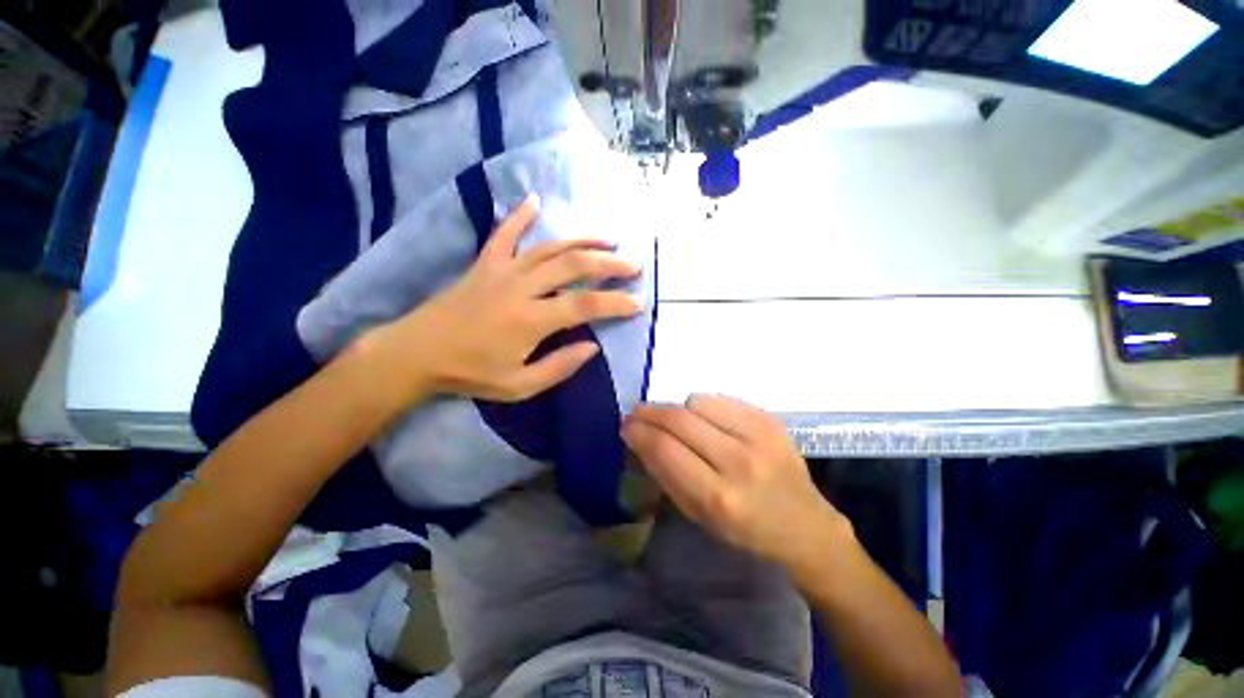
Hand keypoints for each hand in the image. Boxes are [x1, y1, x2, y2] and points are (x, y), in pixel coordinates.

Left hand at [366, 194, 642, 403]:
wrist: (417, 353)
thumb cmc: (470, 373)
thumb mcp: (519, 386)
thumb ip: (559, 366)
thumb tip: (592, 346)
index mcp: (531, 320)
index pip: (585, 306)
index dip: (616, 303)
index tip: (639, 302)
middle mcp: (521, 287)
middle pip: (574, 267)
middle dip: (609, 264)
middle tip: (633, 264)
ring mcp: (502, 270)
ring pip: (550, 247)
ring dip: (582, 241)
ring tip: (608, 241)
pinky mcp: (484, 263)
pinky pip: (505, 234)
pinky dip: (520, 215)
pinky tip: (535, 200)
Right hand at [622, 395, 851, 569]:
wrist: (805, 525)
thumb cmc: (745, 530)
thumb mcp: (698, 516)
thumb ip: (666, 475)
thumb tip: (640, 439)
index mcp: (718, 497)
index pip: (665, 449)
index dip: (639, 432)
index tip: (626, 426)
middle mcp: (739, 462)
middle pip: (679, 419)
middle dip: (650, 412)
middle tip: (637, 413)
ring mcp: (759, 436)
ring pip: (698, 402)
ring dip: (679, 410)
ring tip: (678, 422)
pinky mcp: (770, 420)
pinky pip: (721, 399)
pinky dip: (704, 407)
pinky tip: (707, 421)